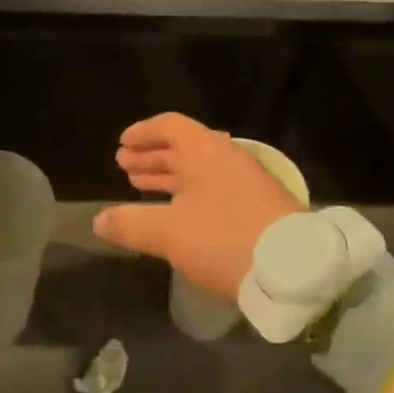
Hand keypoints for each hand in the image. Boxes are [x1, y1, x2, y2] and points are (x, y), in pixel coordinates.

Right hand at [93, 113, 301, 298]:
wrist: (294, 266)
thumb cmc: (225, 238)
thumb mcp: (170, 233)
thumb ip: (131, 224)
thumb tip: (99, 219)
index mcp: (205, 150)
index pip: (170, 126)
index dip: (143, 133)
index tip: (122, 144)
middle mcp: (226, 158)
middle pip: (183, 147)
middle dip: (151, 156)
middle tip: (123, 166)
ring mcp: (245, 182)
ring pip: (198, 170)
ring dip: (168, 176)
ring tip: (139, 186)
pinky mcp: (256, 206)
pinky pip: (212, 188)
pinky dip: (187, 193)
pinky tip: (176, 212)